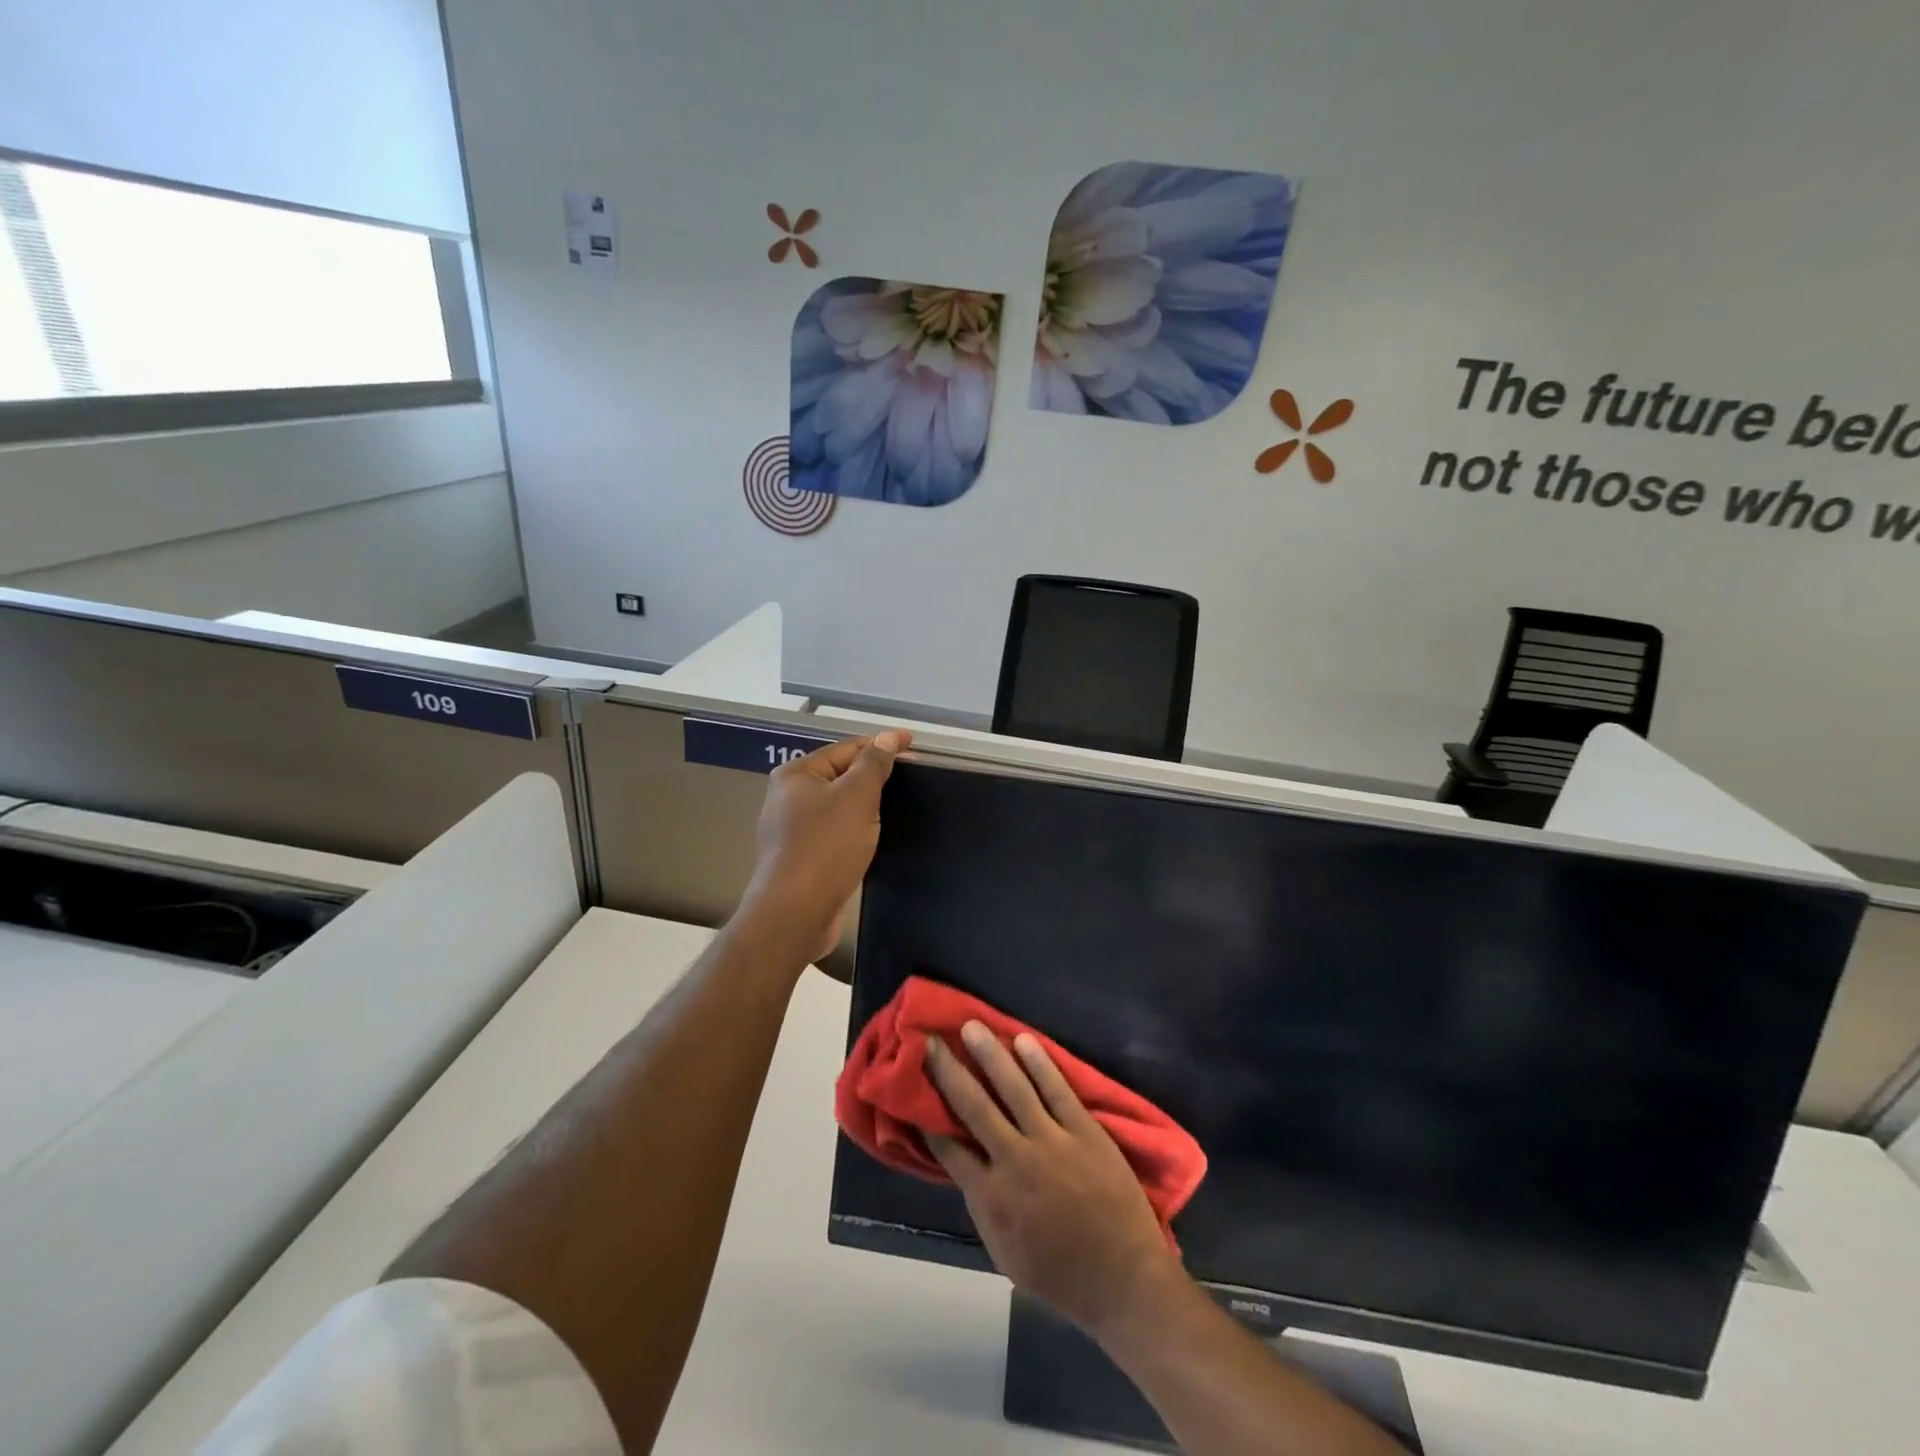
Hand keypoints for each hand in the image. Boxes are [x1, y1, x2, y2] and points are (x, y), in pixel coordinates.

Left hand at [737, 731, 908, 961]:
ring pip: (837, 806)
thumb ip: (873, 764)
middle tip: (909, 773)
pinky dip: (854, 828)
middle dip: (872, 773)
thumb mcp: (857, 797)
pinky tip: (872, 835)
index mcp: (796, 774)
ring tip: (896, 802)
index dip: (881, 744)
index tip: (912, 743)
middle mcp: (787, 797)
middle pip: (839, 775)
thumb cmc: (826, 846)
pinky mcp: (801, 858)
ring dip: (864, 803)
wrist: (795, 912)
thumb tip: (886, 737)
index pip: (846, 748)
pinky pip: (834, 832)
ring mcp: (791, 830)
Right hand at [926, 1021, 1179, 1339]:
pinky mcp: (1085, 1130)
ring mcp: (1052, 1141)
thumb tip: (966, 1169)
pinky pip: (1058, 1089)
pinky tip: (1023, 1039)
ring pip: (1014, 1088)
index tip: (914, 1087)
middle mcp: (1015, 1161)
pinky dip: (1040, 1063)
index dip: (928, 1116)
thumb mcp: (1005, 1255)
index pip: (949, 1147)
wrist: (1124, 1280)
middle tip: (929, 1040)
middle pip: (974, 1106)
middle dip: (948, 1071)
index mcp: (992, 1197)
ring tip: (971, 1025)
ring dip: (990, 1054)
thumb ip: (983, 1208)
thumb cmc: (1061, 1276)